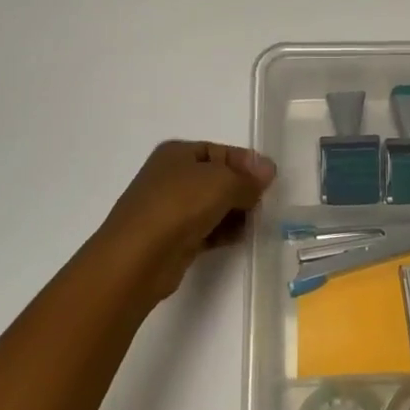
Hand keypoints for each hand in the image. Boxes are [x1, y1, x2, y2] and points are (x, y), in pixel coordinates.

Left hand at [93, 140, 277, 303]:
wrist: (138, 258)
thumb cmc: (179, 206)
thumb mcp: (223, 182)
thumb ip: (249, 178)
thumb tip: (268, 171)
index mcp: (177, 153)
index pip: (221, 151)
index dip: (247, 163)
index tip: (271, 180)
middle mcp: (171, 177)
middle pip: (218, 179)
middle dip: (243, 189)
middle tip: (265, 203)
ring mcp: (170, 209)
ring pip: (213, 205)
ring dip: (236, 212)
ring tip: (257, 222)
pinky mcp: (174, 238)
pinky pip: (207, 229)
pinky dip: (224, 232)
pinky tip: (242, 238)